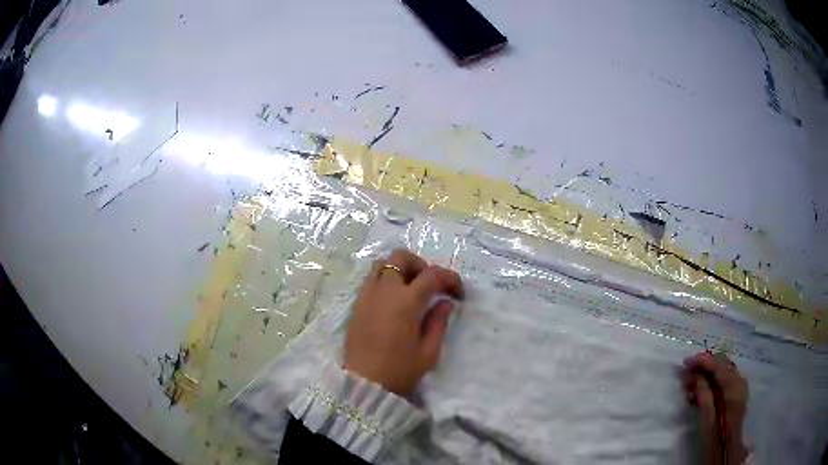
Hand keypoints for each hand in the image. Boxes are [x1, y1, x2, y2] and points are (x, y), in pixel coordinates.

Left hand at [343, 249, 462, 396]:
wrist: (364, 384)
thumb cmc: (400, 371)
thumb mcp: (429, 351)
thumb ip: (439, 322)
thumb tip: (444, 302)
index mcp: (406, 302)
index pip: (432, 275)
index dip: (450, 279)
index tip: (458, 294)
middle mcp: (384, 291)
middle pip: (401, 257)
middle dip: (421, 265)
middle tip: (431, 285)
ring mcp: (367, 295)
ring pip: (382, 263)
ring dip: (400, 268)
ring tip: (411, 289)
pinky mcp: (357, 304)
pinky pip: (371, 278)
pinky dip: (385, 279)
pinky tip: (393, 300)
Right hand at [682, 352, 748, 464]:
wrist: (728, 448)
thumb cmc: (716, 436)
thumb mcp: (707, 418)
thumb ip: (703, 393)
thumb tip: (695, 375)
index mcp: (733, 385)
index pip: (718, 364)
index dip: (702, 361)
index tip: (685, 363)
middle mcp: (739, 379)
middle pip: (722, 363)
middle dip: (704, 365)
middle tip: (686, 373)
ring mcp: (740, 385)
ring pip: (723, 370)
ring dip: (707, 373)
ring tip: (690, 384)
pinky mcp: (737, 391)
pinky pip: (725, 378)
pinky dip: (713, 380)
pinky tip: (701, 389)